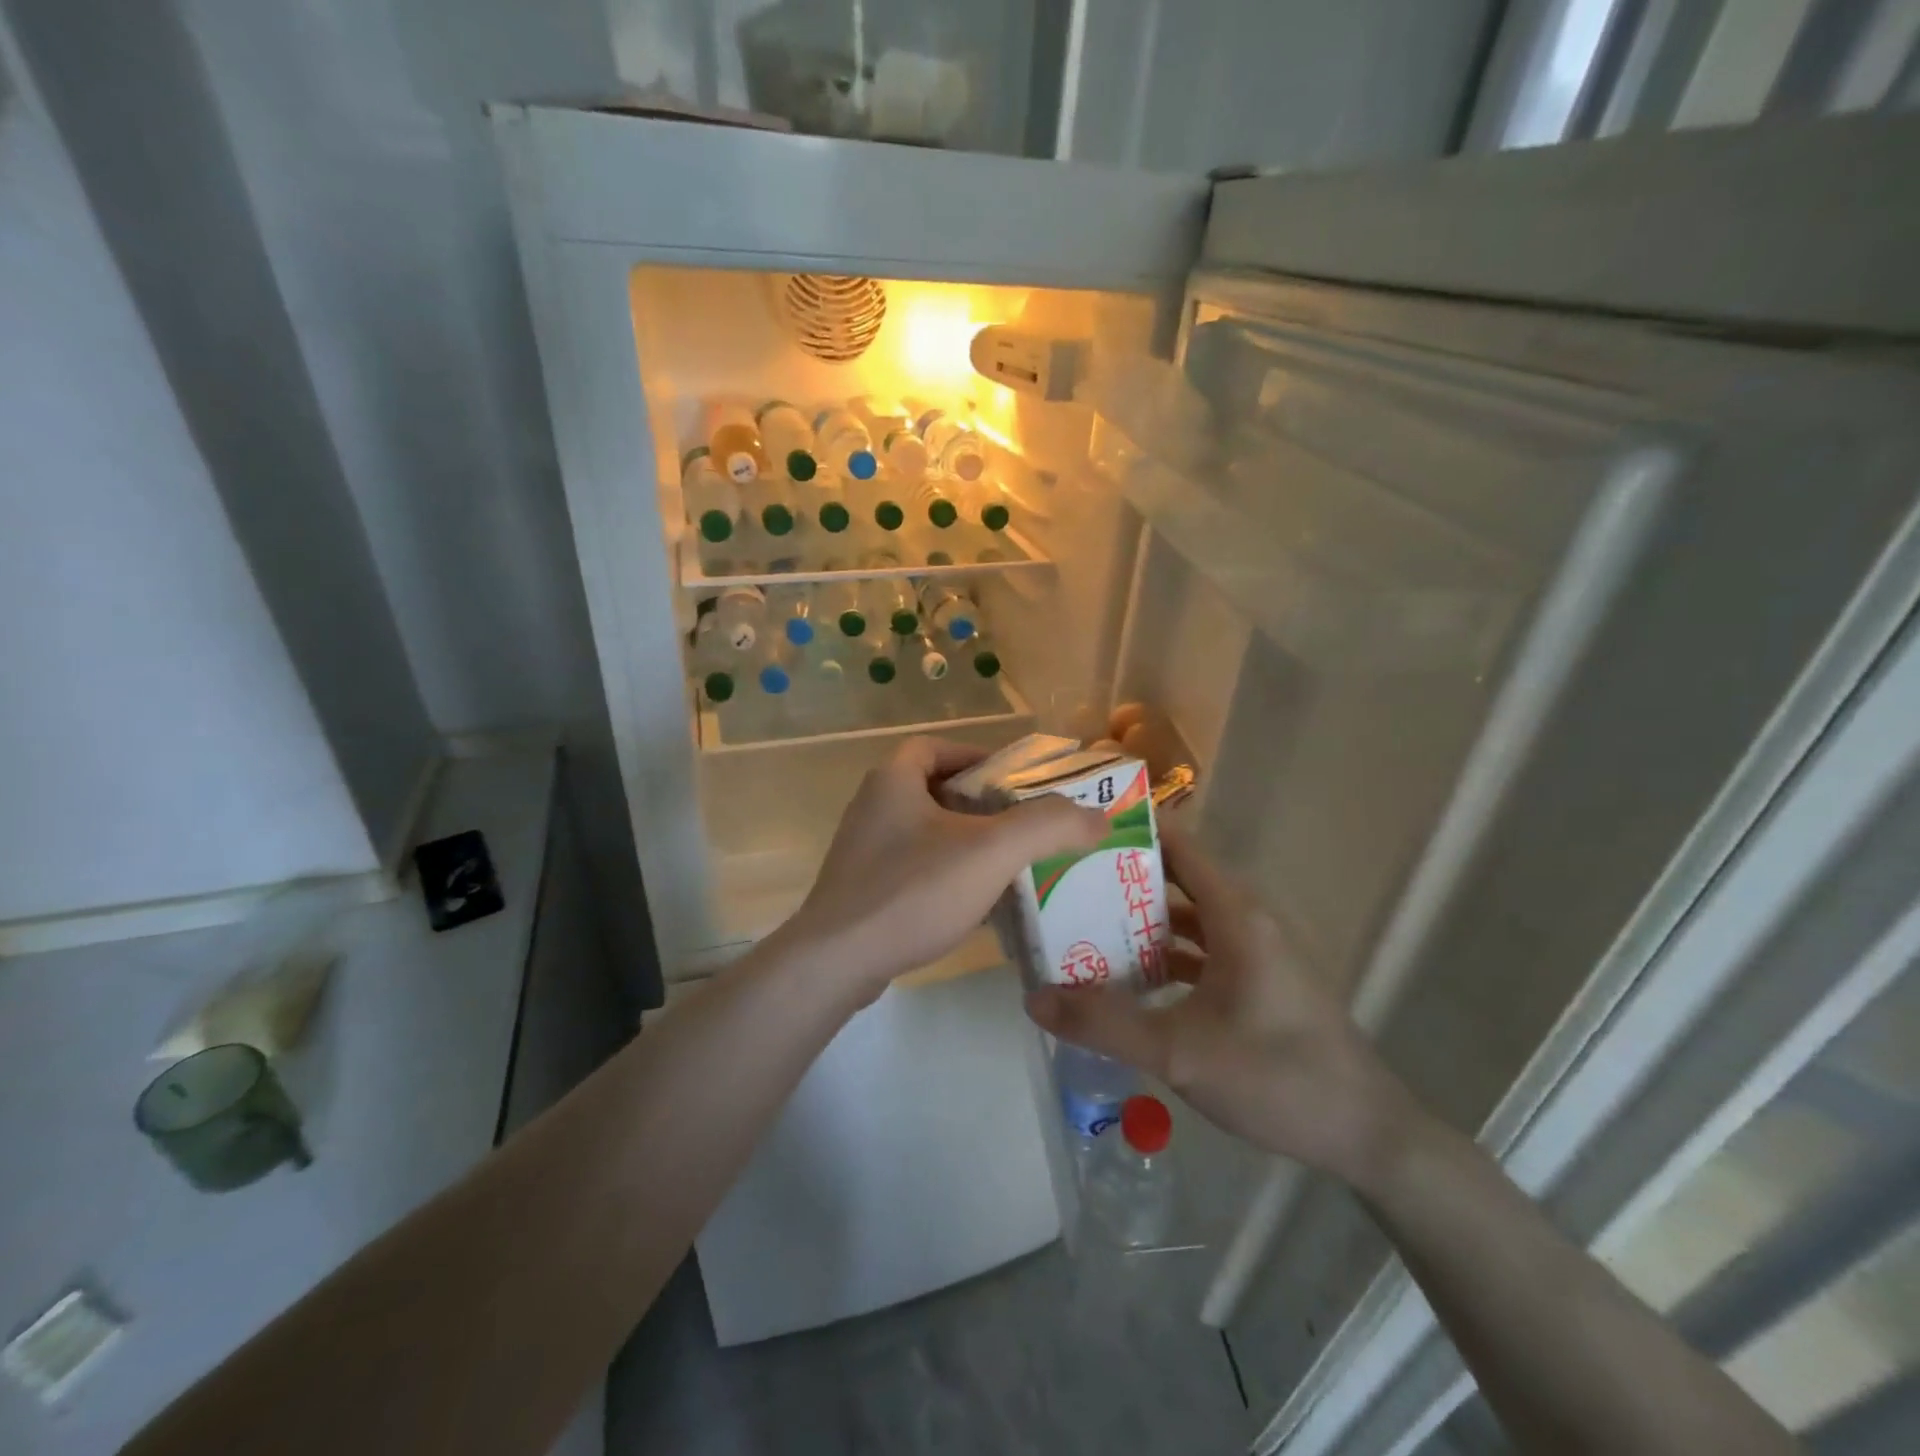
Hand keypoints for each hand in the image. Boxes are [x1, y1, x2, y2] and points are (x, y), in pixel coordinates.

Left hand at [776, 737, 1105, 998]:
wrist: (837, 962)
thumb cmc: (913, 891)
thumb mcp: (991, 851)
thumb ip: (1048, 826)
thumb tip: (1097, 816)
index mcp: (893, 780)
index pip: (938, 747)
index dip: (978, 756)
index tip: (1014, 781)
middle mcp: (872, 806)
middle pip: (935, 789)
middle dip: (980, 804)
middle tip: (1022, 825)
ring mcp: (862, 850)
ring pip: (926, 832)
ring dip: (965, 841)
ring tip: (1008, 864)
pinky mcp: (861, 888)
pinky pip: (913, 867)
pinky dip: (945, 874)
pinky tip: (974, 902)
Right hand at [1025, 830, 1420, 1186]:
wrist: (1367, 1135)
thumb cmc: (1278, 1077)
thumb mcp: (1180, 1053)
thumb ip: (1105, 1025)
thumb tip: (1034, 999)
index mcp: (1235, 914)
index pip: (1177, 844)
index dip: (1130, 829)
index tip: (1076, 829)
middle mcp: (1246, 919)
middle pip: (1175, 879)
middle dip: (1120, 877)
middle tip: (1062, 880)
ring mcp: (1254, 951)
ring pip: (1186, 919)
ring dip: (1139, 920)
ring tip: (1080, 923)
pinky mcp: (1257, 982)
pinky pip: (1199, 950)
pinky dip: (1163, 954)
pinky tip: (1127, 977)